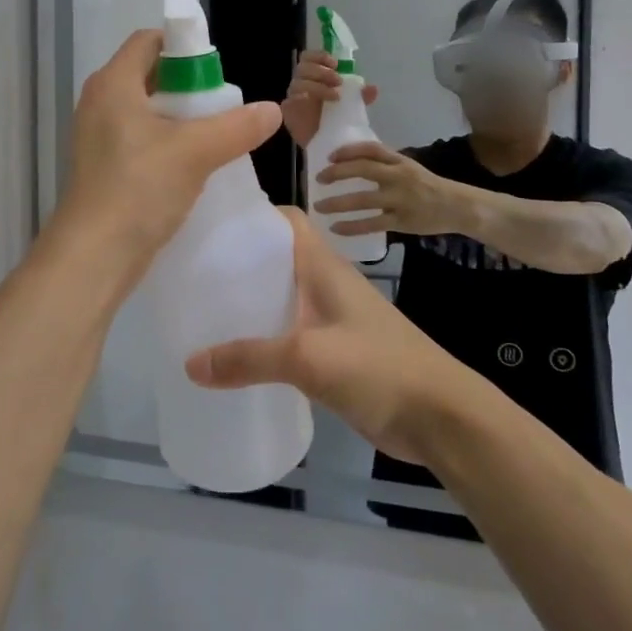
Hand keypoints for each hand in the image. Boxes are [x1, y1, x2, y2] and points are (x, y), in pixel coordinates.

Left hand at [53, 30, 280, 262]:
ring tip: (214, 136)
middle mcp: (100, 103)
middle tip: (221, 106)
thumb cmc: (139, 188)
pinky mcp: (103, 167)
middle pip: (149, 75)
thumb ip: (237, 127)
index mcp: (113, 84)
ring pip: (147, 111)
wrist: (94, 256)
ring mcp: (98, 137)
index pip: (148, 41)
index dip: (184, 47)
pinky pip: (140, 140)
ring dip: (180, 119)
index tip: (216, 70)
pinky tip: (193, 166)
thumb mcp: (196, 152)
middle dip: (188, 86)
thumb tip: (272, 110)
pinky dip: (166, 144)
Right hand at [185, 210, 470, 464]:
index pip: (286, 220)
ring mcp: (331, 318)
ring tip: (202, 309)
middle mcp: (326, 284)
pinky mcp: (333, 351)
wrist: (441, 416)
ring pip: (281, 297)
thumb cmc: (379, 367)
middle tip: (191, 271)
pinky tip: (234, 353)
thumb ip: (250, 358)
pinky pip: (288, 333)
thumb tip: (191, 363)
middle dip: (238, 261)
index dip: (251, 214)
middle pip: (276, 259)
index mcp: (324, 267)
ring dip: (248, 301)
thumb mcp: (308, 358)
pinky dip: (262, 336)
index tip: (208, 224)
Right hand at [281, 50, 378, 148]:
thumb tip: (373, 89)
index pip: (309, 57)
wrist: (328, 144)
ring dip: (317, 86)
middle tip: (338, 81)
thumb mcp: (353, 106)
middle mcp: (302, 83)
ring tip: (335, 96)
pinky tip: (314, 103)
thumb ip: (360, 96)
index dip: (319, 56)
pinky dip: (302, 98)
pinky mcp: (288, 111)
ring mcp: (293, 97)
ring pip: (298, 82)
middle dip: (321, 71)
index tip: (335, 64)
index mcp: (314, 77)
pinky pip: (290, 100)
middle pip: (303, 67)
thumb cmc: (338, 121)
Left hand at [314, 143, 464, 235]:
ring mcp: (400, 199)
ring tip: (318, 206)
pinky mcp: (401, 221)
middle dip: (337, 173)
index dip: (348, 150)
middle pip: (363, 170)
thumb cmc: (428, 186)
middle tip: (318, 178)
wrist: (457, 206)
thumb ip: (385, 163)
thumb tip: (353, 160)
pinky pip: (371, 224)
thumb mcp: (409, 167)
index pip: (371, 149)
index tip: (330, 156)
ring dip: (337, 202)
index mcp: (400, 161)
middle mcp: (398, 177)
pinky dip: (351, 226)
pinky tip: (335, 228)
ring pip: (363, 200)